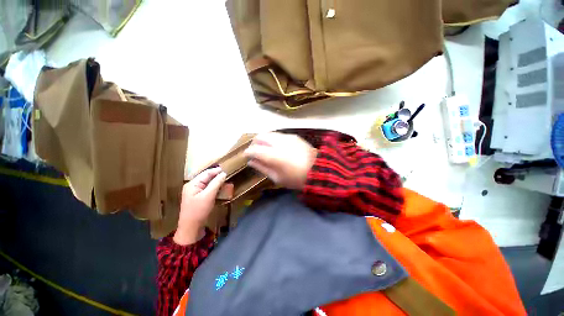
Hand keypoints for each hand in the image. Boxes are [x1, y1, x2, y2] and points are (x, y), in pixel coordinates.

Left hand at [174, 167, 226, 244]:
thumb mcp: (209, 195)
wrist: (191, 227)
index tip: (226, 169)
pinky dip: (213, 187)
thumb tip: (223, 173)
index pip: (206, 173)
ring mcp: (194, 192)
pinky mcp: (197, 197)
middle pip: (206, 177)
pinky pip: (206, 189)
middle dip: (216, 175)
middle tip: (227, 174)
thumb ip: (216, 183)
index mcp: (192, 184)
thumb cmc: (199, 210)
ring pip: (207, 183)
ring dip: (215, 181)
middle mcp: (192, 186)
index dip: (216, 170)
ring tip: (225, 180)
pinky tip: (219, 188)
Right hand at [244, 133, 316, 189]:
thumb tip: (251, 161)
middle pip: (260, 136)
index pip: (254, 149)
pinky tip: (276, 147)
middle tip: (255, 152)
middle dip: (254, 143)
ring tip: (265, 149)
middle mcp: (278, 142)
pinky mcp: (294, 136)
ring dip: (263, 140)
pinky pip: (278, 135)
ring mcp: (287, 137)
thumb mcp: (277, 178)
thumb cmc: (296, 178)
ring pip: (269, 134)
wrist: (318, 170)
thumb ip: (262, 168)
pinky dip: (273, 139)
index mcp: (273, 155)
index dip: (247, 152)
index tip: (246, 156)